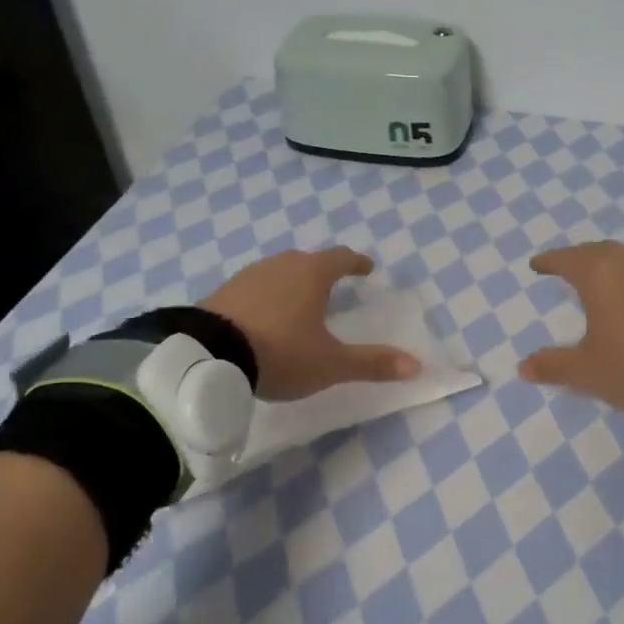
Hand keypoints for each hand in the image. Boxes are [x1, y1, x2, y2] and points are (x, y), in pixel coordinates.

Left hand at [202, 248, 421, 400]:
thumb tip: (417, 365)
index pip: (342, 258)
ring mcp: (248, 276)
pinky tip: (263, 316)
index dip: (357, 263)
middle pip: (308, 261)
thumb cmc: (280, 353)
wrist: (206, 356)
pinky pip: (254, 287)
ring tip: (298, 301)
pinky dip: (266, 296)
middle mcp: (281, 265)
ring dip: (292, 282)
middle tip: (333, 286)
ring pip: (279, 271)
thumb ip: (372, 363)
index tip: (367, 268)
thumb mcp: (330, 364)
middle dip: (323, 271)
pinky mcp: (223, 291)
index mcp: (312, 274)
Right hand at [518, 242, 623, 412]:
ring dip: (605, 265)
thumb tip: (523, 367)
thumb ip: (553, 366)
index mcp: (598, 275)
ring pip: (622, 259)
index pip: (566, 260)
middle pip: (596, 252)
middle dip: (577, 258)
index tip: (536, 265)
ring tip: (596, 280)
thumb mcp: (586, 370)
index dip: (549, 262)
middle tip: (565, 268)